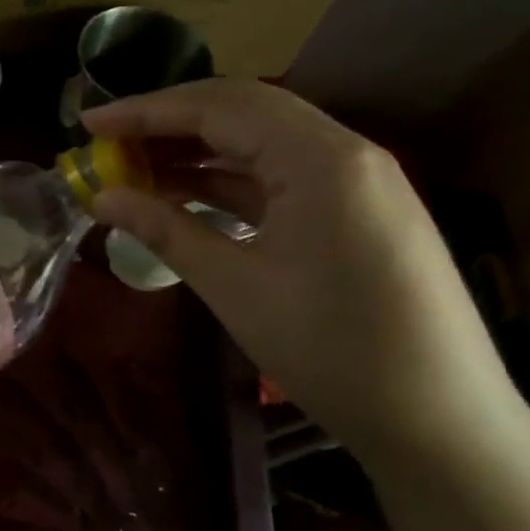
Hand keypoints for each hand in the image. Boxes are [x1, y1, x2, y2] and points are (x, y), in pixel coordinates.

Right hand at [83, 79, 518, 457]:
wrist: (441, 423)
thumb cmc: (331, 350)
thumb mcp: (236, 287)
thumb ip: (165, 229)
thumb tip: (102, 197)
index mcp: (321, 159)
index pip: (219, 108)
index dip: (146, 112)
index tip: (88, 124)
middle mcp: (345, 153)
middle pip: (243, 112)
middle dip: (169, 122)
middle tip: (107, 142)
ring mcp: (357, 182)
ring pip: (263, 144)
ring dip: (197, 151)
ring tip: (135, 168)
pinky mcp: (358, 212)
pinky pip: (282, 177)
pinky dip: (229, 181)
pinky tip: (187, 196)